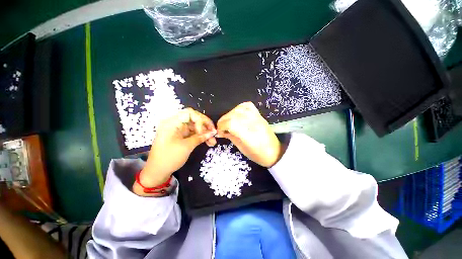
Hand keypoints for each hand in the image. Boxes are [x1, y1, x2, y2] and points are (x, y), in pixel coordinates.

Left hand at [135, 108, 216, 194]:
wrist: (157, 172)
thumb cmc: (169, 158)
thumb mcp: (186, 147)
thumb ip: (200, 137)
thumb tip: (213, 132)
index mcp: (172, 123)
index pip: (190, 113)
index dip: (200, 120)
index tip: (205, 131)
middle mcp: (175, 124)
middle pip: (194, 119)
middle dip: (205, 126)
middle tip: (214, 134)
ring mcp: (179, 130)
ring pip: (195, 127)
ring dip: (205, 133)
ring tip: (213, 142)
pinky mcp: (181, 136)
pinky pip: (193, 133)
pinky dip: (201, 137)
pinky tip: (208, 141)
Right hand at [217, 102, 282, 167]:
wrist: (275, 151)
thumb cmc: (258, 154)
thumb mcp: (242, 148)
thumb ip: (230, 137)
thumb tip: (220, 132)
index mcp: (249, 135)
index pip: (231, 123)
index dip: (221, 126)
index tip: (219, 132)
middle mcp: (253, 123)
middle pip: (233, 115)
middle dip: (223, 121)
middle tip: (222, 128)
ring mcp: (257, 117)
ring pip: (238, 109)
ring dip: (229, 115)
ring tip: (228, 122)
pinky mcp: (259, 115)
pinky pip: (247, 106)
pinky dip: (239, 108)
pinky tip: (236, 115)